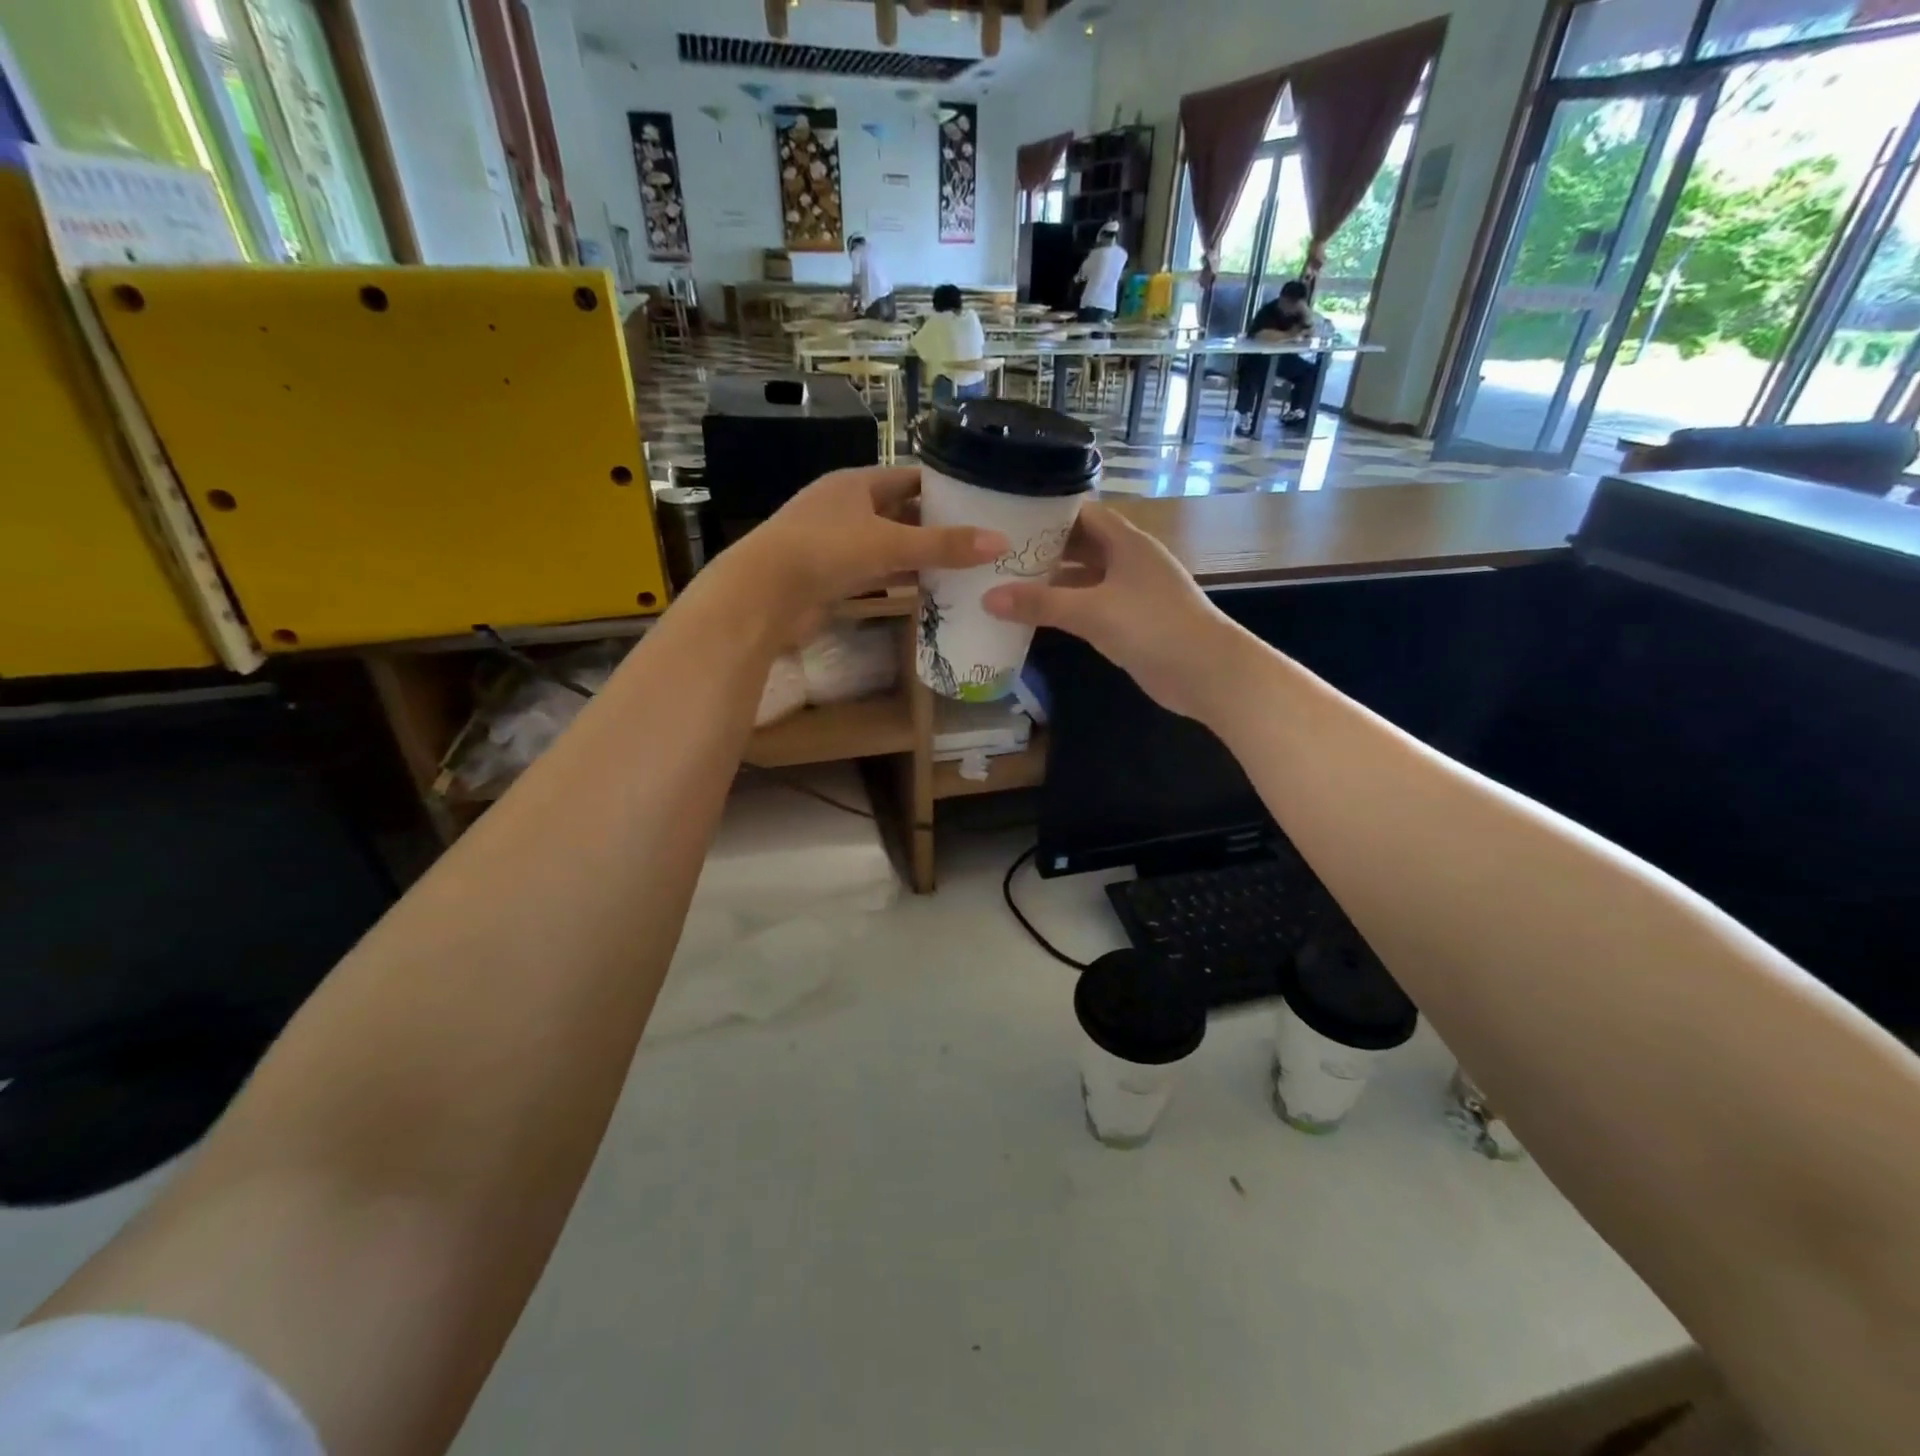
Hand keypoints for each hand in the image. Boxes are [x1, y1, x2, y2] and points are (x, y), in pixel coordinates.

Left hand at [697, 466, 1004, 643]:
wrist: (764, 595)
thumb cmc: (825, 552)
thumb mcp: (889, 544)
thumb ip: (943, 545)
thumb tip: (1000, 542)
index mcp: (855, 484)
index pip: (909, 477)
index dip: (943, 486)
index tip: (979, 500)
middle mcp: (845, 508)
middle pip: (900, 513)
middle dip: (936, 525)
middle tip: (979, 538)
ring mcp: (835, 544)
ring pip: (888, 546)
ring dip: (919, 556)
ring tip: (963, 566)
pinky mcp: (830, 577)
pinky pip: (875, 574)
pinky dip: (899, 581)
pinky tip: (928, 591)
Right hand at [981, 503, 1247, 723]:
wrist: (1207, 673)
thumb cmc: (1154, 627)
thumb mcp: (1092, 611)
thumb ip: (1040, 604)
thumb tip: (987, 598)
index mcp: (1127, 542)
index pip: (1082, 514)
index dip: (1047, 514)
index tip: (1007, 519)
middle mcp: (1129, 561)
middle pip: (1079, 546)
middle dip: (1042, 550)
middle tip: (997, 555)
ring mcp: (1130, 593)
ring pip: (1083, 579)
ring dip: (1051, 583)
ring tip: (1005, 584)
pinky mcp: (1130, 623)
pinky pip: (1089, 608)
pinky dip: (1065, 610)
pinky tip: (1034, 618)